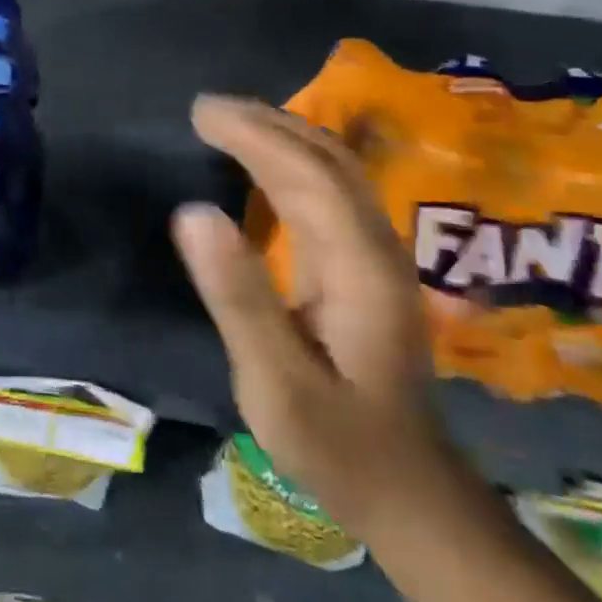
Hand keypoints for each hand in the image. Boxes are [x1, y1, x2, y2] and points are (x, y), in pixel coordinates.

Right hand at [174, 95, 444, 533]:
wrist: (409, 492)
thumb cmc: (338, 443)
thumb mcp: (277, 383)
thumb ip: (239, 298)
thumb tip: (193, 212)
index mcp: (360, 266)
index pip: (306, 174)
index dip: (253, 135)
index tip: (201, 114)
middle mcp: (376, 246)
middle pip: (327, 158)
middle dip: (266, 122)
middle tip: (206, 108)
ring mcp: (377, 254)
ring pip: (333, 169)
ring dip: (280, 134)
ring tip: (227, 122)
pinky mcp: (367, 266)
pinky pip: (328, 190)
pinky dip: (290, 161)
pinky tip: (262, 164)